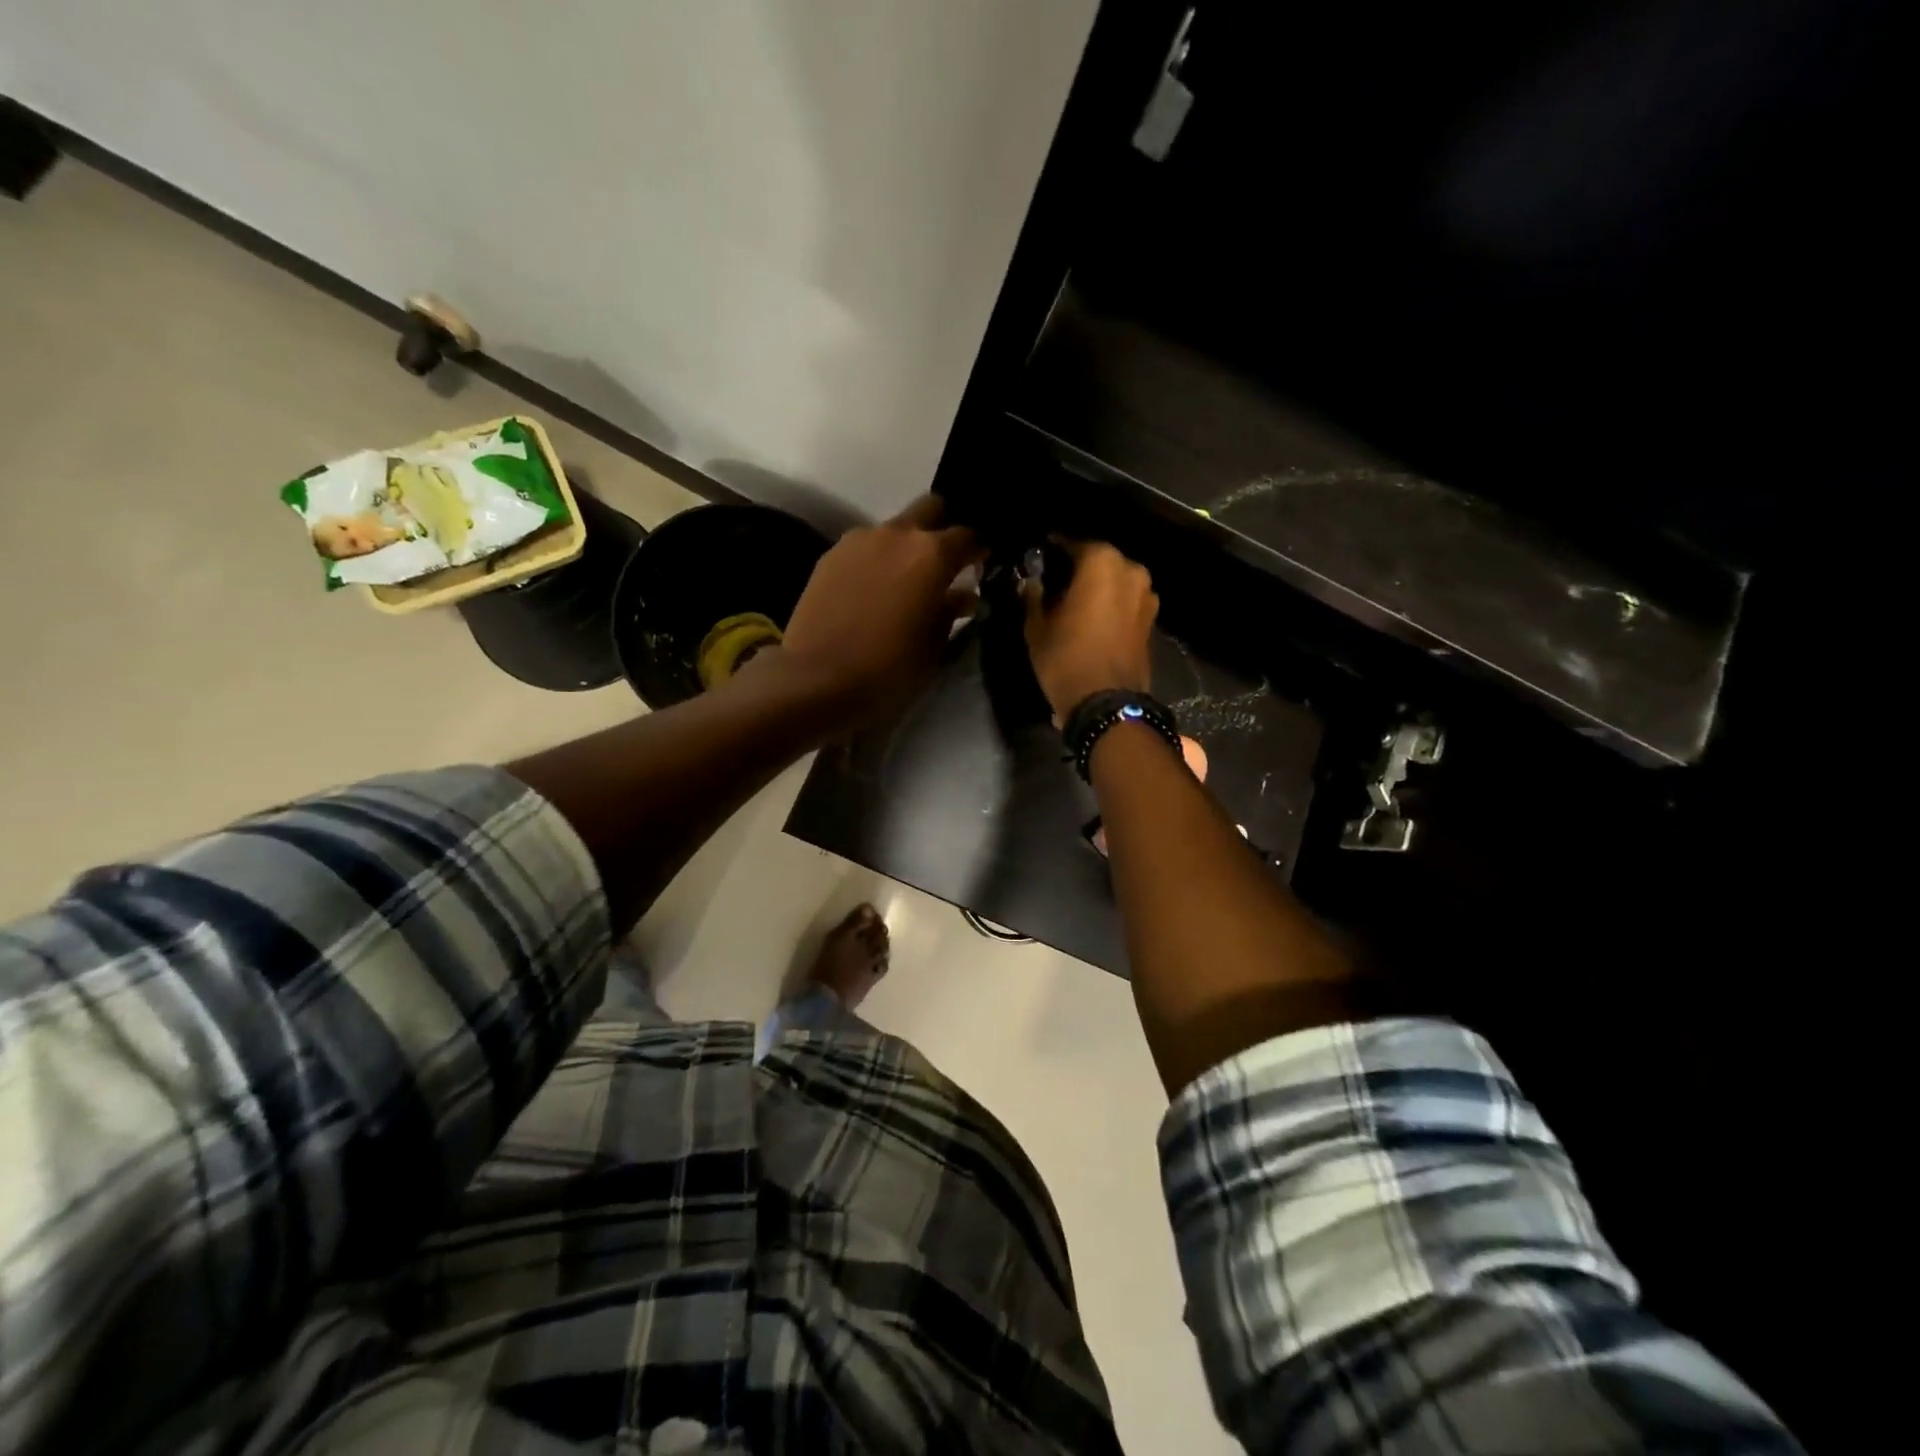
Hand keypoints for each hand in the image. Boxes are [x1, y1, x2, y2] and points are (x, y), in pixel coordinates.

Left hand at [775, 495, 983, 724]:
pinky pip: (864, 547)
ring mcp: (858, 540)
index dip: (979, 549)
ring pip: (893, 529)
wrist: (817, 679)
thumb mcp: (933, 647)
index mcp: (932, 554)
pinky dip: (876, 560)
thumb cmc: (888, 669)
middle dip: (942, 528)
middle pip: (930, 509)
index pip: (968, 536)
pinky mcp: (829, 555)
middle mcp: (897, 534)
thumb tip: (962, 594)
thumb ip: (951, 611)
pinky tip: (872, 591)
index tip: (981, 565)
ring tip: (904, 581)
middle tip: (944, 563)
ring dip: (905, 546)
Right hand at [1022, 539, 1158, 722]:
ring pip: (1115, 582)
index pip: (1073, 544)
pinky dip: (1110, 605)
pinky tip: (1091, 619)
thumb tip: (1032, 583)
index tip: (1039, 559)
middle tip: (1054, 583)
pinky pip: (1125, 602)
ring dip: (1096, 588)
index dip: (1053, 551)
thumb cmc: (1067, 659)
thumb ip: (1034, 597)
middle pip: (1099, 561)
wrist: (1107, 705)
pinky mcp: (1151, 621)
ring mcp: (1147, 596)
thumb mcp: (1037, 628)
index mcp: (1103, 563)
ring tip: (1072, 603)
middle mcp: (1131, 571)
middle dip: (1078, 569)